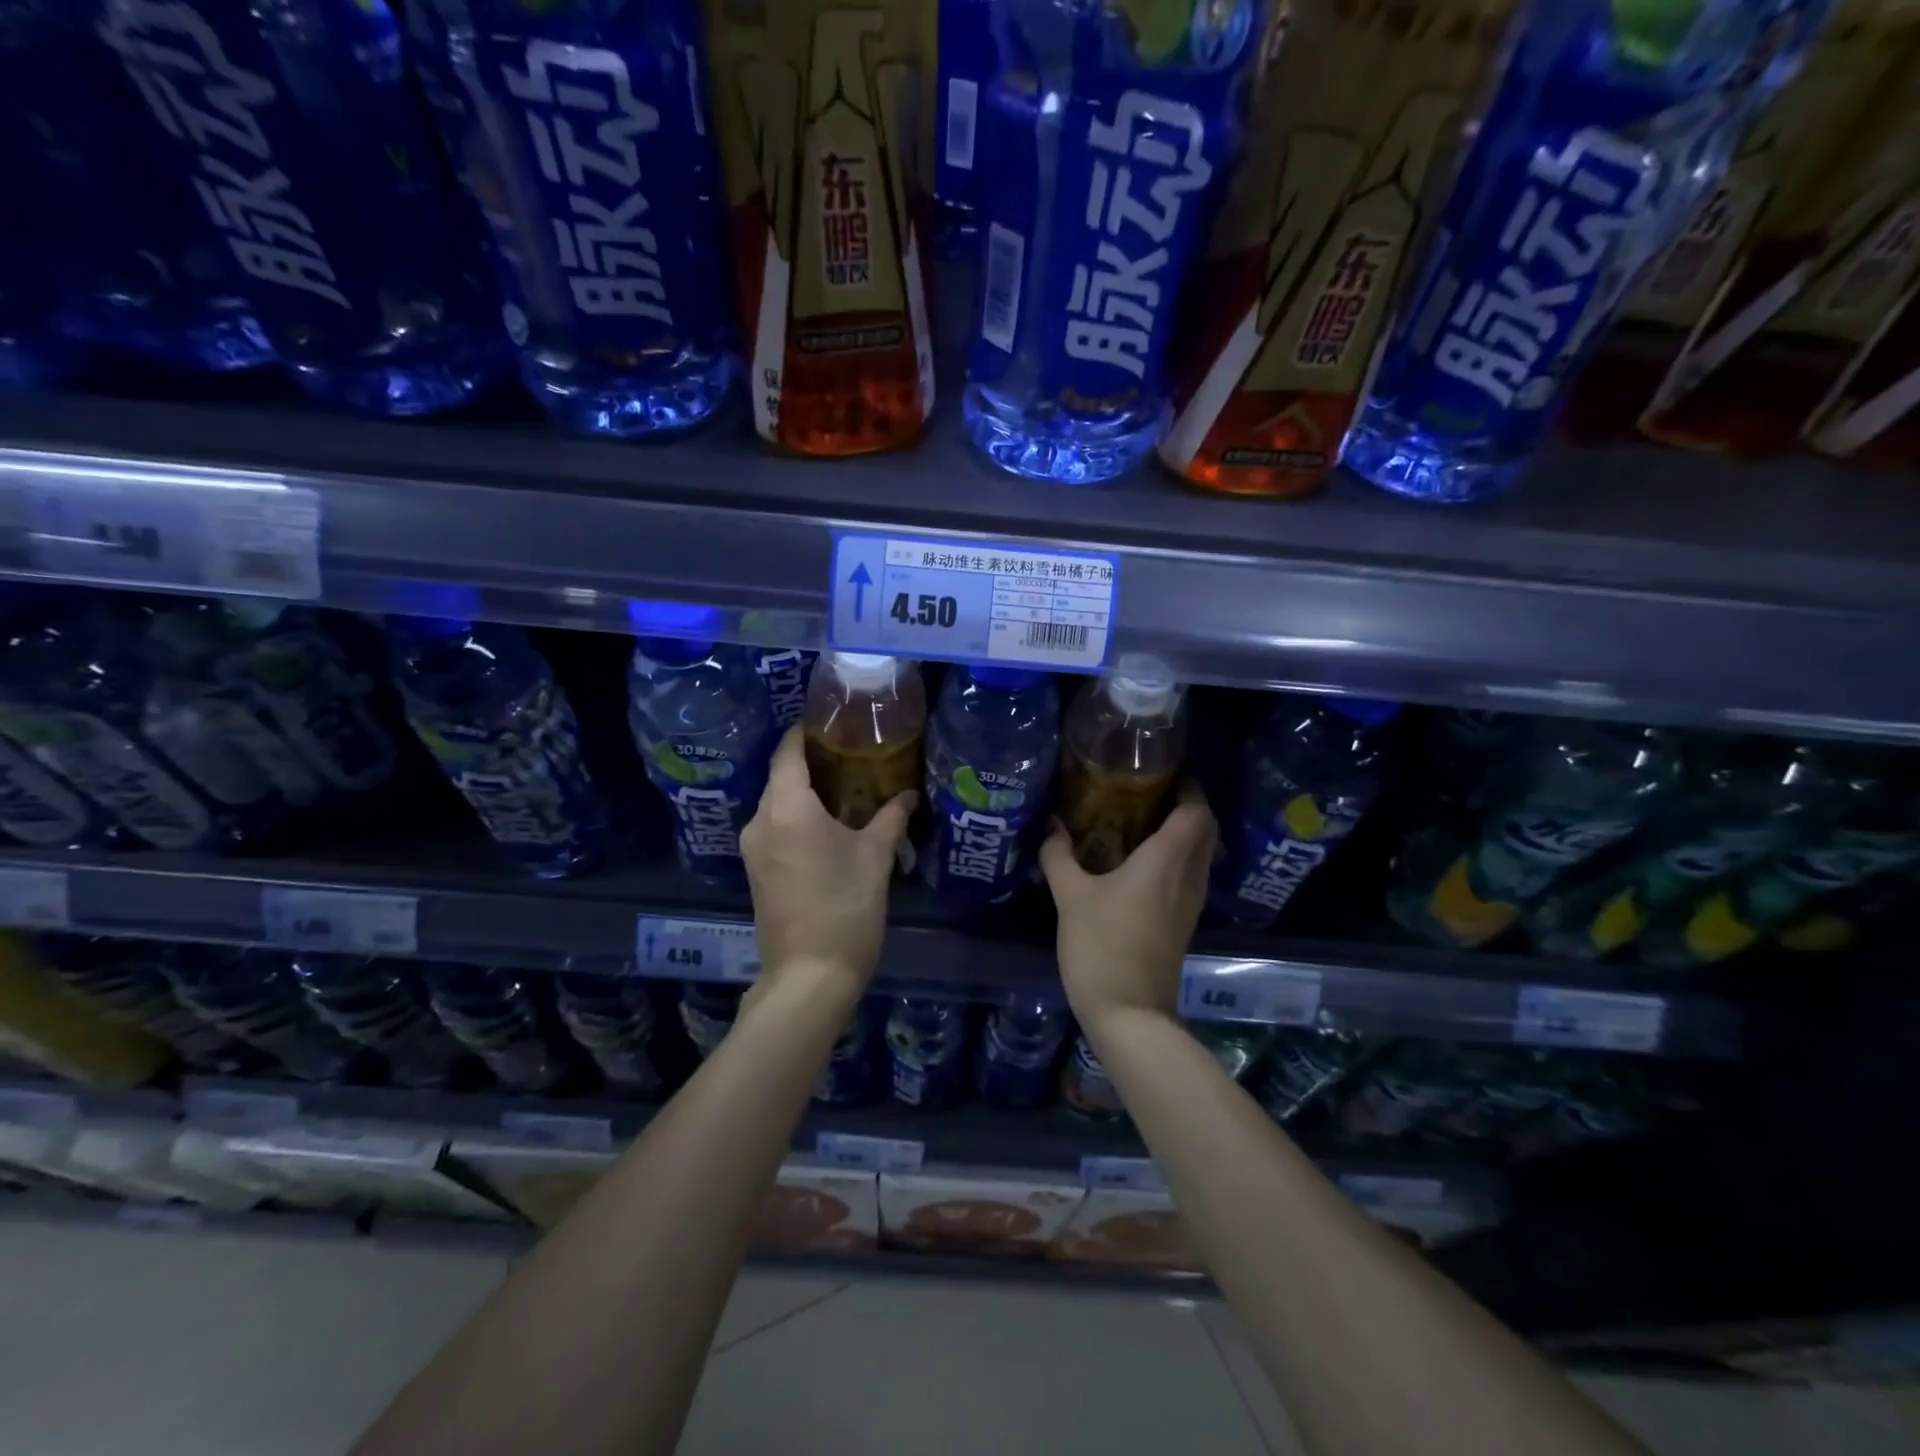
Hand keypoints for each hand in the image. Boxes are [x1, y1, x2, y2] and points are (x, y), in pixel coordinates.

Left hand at [741, 725, 914, 1001]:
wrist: (809, 975)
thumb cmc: (845, 907)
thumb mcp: (875, 857)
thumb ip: (891, 817)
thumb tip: (909, 793)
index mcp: (786, 808)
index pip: (788, 752)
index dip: (806, 732)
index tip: (833, 721)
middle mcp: (761, 821)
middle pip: (782, 776)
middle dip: (812, 762)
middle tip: (852, 754)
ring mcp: (754, 848)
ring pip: (778, 804)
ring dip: (806, 792)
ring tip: (846, 787)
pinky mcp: (757, 871)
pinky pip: (776, 827)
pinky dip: (798, 817)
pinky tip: (829, 824)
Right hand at [1040, 781, 1215, 1030]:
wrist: (1129, 1014)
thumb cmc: (1101, 946)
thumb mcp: (1070, 897)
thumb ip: (1058, 856)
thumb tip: (1050, 825)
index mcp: (1166, 862)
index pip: (1196, 812)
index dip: (1189, 788)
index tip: (1164, 773)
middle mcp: (1188, 877)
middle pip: (1206, 830)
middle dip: (1187, 807)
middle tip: (1150, 793)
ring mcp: (1190, 903)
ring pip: (1201, 855)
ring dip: (1183, 834)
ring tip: (1143, 822)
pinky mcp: (1183, 923)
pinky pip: (1190, 876)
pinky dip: (1176, 859)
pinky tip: (1141, 864)